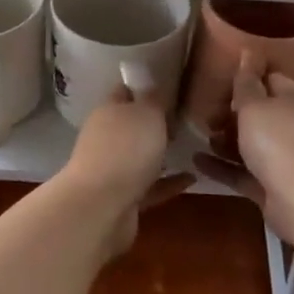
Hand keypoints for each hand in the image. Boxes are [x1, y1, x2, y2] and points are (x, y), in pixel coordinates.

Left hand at [61, 87, 191, 257]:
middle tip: (186, 120)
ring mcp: (112, 170)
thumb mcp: (148, 113)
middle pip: (132, 126)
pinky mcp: (122, 199)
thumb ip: (154, 99)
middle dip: (155, 124)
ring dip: (161, 155)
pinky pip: (150, 187)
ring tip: (191, 149)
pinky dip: (168, 183)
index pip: (125, 91)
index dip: (144, 87)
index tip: (171, 86)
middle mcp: (106, 137)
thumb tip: (153, 87)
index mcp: (108, 111)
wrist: (102, 207)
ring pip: (140, 157)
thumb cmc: (126, 150)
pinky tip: (191, 179)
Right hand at [193, 53, 293, 240]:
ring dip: (225, 140)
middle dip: (231, 112)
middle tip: (205, 112)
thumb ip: (247, 82)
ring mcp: (283, 158)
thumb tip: (249, 53)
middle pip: (259, 113)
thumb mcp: (255, 105)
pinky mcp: (271, 186)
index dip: (247, 78)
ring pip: (250, 144)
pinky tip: (196, 161)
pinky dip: (222, 166)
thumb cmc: (279, 141)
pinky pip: (242, 171)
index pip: (271, 79)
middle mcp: (292, 126)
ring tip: (201, 135)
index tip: (220, 80)